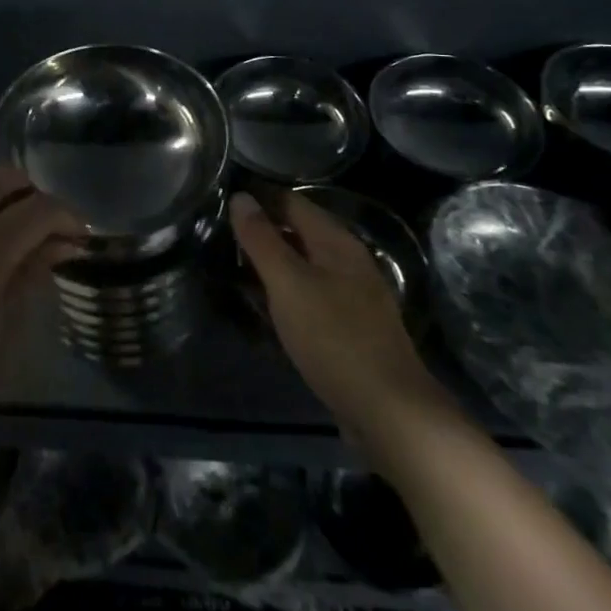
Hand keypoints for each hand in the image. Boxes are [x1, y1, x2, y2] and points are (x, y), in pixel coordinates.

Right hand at [229, 189, 444, 435]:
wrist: (390, 414)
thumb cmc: (334, 338)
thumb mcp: (288, 283)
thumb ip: (262, 239)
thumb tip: (240, 196)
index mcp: (337, 241)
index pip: (291, 202)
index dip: (258, 198)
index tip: (222, 200)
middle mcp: (348, 261)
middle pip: (299, 232)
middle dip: (263, 231)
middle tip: (220, 235)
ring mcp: (353, 297)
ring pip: (304, 266)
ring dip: (272, 264)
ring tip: (234, 268)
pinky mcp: (351, 329)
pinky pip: (310, 296)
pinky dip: (285, 293)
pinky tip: (266, 307)